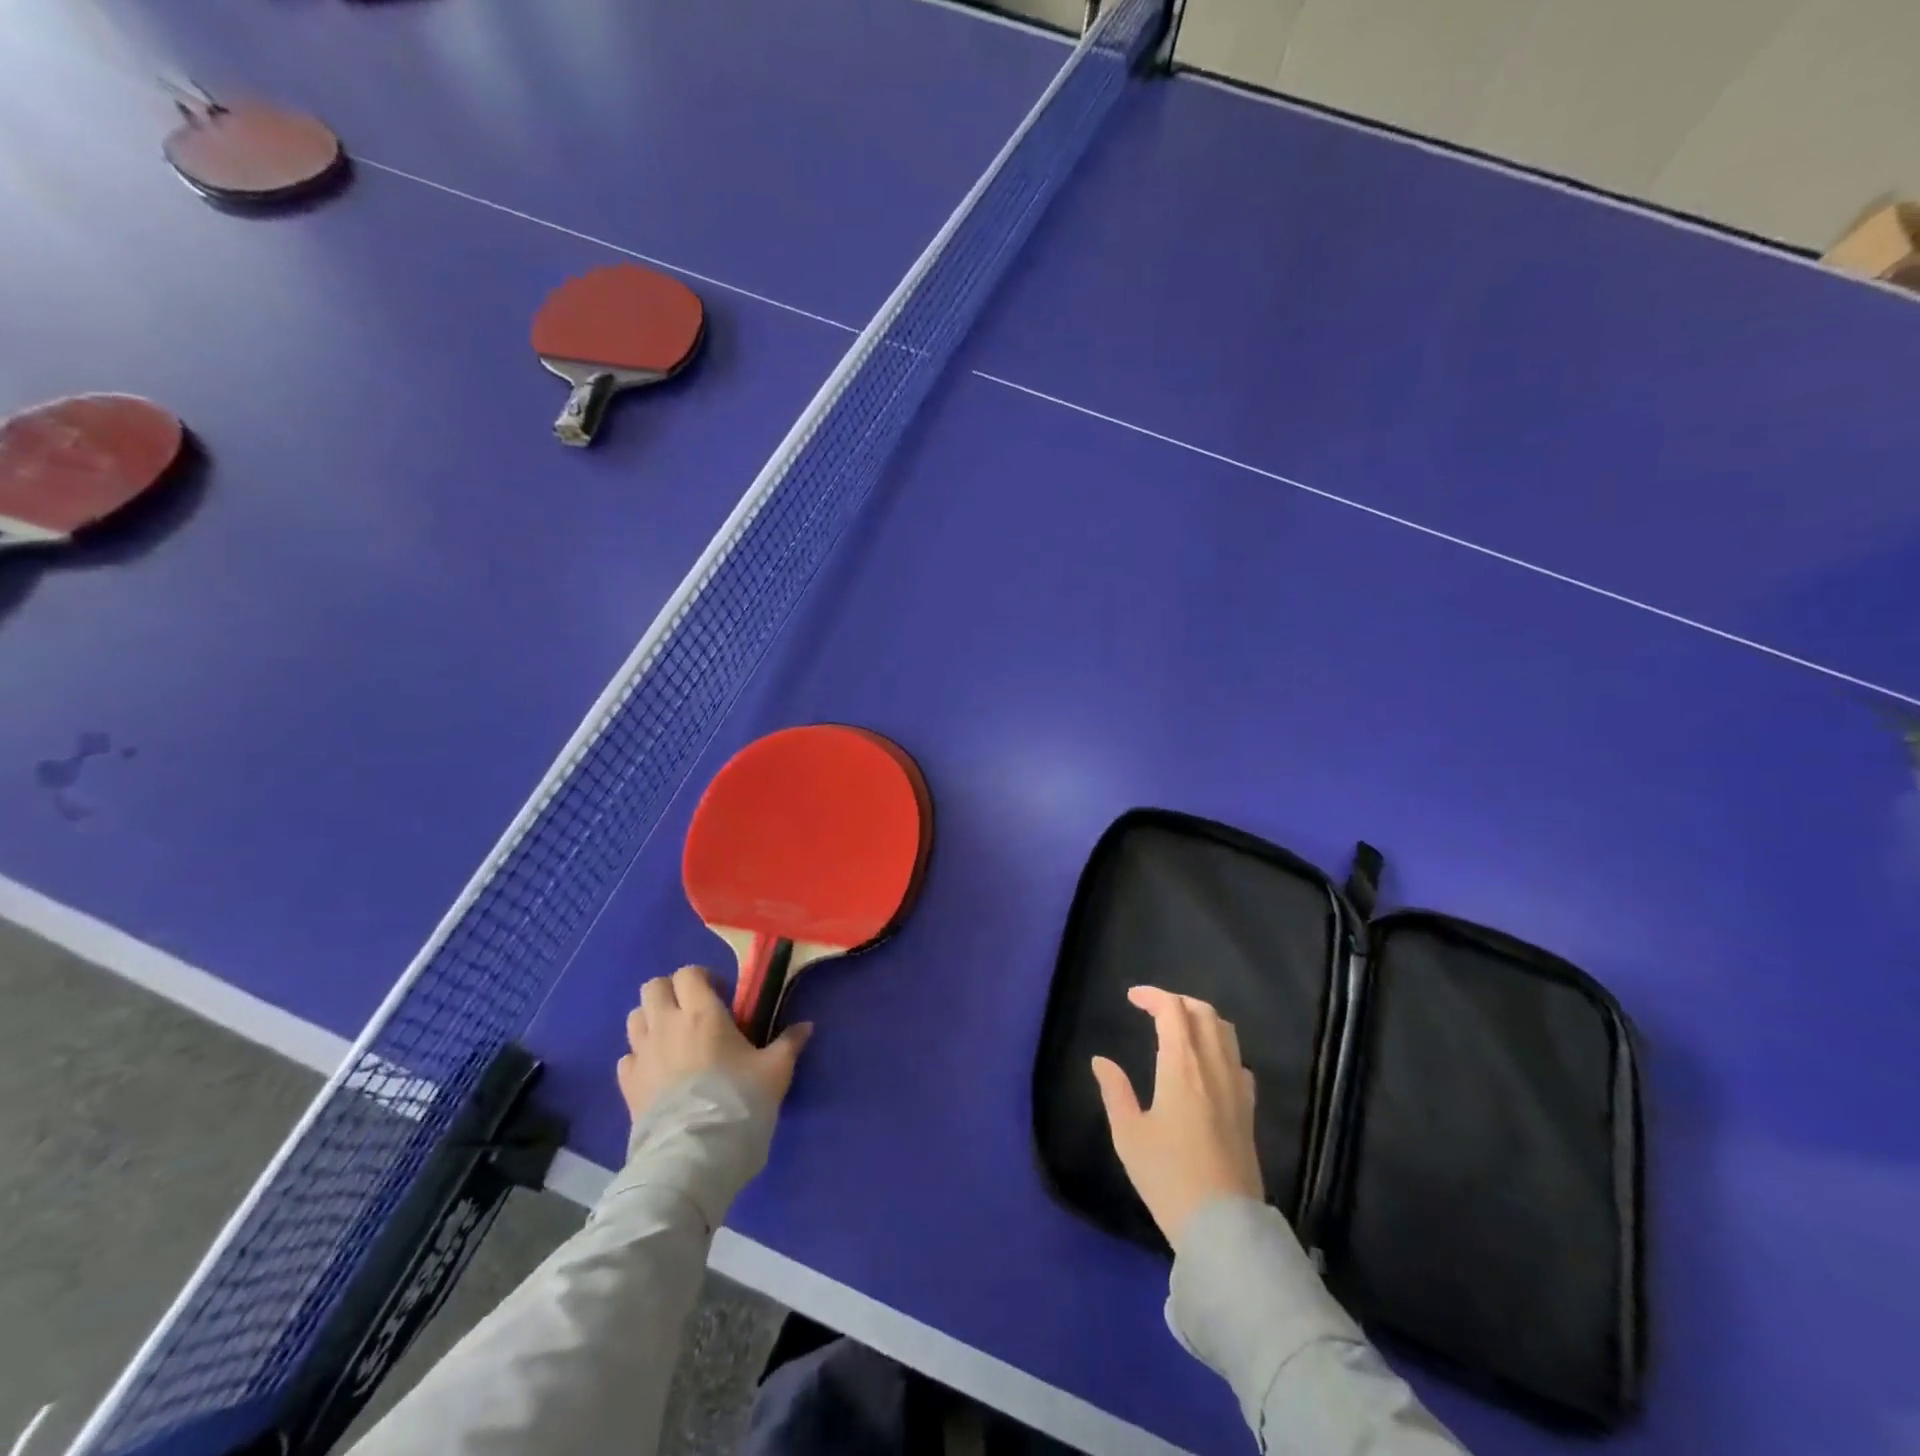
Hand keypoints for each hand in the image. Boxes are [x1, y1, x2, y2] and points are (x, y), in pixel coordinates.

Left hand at [617, 964, 811, 1121]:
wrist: (696, 1154)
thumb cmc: (739, 1100)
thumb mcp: (775, 1070)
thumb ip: (789, 1043)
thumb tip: (807, 1026)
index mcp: (701, 1012)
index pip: (688, 973)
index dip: (703, 978)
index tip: (721, 996)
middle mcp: (666, 1025)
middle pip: (653, 988)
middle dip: (671, 993)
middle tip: (693, 1012)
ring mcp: (642, 1055)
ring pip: (635, 1017)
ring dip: (652, 1020)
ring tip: (674, 1039)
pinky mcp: (627, 1086)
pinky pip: (627, 1057)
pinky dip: (640, 1057)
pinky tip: (658, 1071)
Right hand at [1092, 986, 1263, 1247]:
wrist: (1223, 1226)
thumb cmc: (1168, 1176)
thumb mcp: (1128, 1135)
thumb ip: (1114, 1091)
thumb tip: (1101, 1061)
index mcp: (1182, 1066)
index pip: (1173, 1010)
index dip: (1153, 996)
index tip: (1132, 998)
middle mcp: (1214, 1067)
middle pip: (1203, 1013)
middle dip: (1177, 1002)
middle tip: (1154, 1010)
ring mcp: (1236, 1088)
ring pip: (1226, 1032)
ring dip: (1202, 1019)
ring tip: (1179, 1029)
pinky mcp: (1248, 1110)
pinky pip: (1237, 1060)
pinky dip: (1220, 1047)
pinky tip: (1207, 1066)